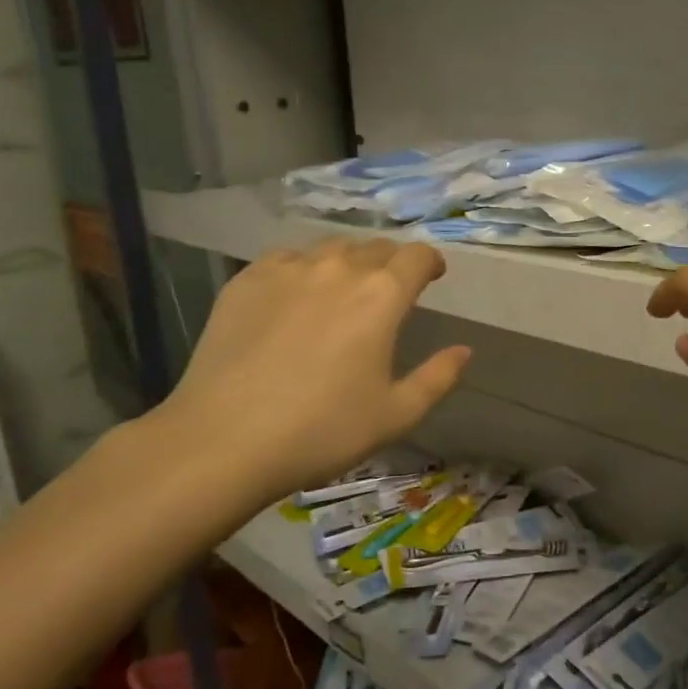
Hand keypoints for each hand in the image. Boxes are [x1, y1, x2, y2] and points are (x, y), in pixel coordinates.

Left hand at [142, 240, 470, 523]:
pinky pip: (286, 259)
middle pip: (376, 247)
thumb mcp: (396, 414)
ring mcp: (287, 269)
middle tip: (390, 291)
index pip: (417, 256)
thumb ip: (438, 378)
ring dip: (348, 263)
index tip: (433, 276)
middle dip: (391, 263)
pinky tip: (295, 298)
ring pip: (331, 248)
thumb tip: (464, 351)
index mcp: (381, 295)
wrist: (223, 441)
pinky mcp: (246, 280)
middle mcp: (338, 268)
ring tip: (343, 291)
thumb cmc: (322, 431)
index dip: (431, 262)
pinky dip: (303, 269)